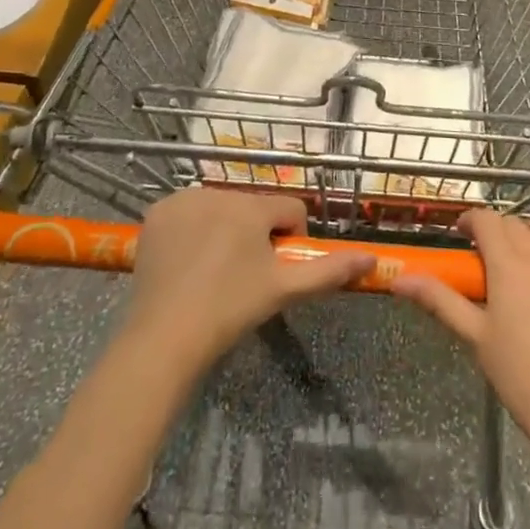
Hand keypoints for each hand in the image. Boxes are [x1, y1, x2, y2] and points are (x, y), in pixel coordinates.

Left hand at [124, 188, 373, 374]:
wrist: (164, 337)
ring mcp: (184, 200)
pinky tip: (186, 260)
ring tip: (212, 271)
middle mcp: (219, 191)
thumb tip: (371, 259)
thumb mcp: (284, 290)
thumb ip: (329, 270)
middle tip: (242, 275)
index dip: (290, 239)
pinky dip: (192, 228)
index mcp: (252, 206)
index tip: (274, 270)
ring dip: (224, 229)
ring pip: (221, 207)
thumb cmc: (230, 310)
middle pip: (253, 207)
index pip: (290, 209)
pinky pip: (188, 211)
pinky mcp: (158, 212)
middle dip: (255, 234)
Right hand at [393, 211, 529, 485]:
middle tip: (490, 262)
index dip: (471, 220)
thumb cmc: (520, 377)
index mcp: (508, 263)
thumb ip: (439, 299)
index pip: (486, 219)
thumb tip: (399, 279)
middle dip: (499, 233)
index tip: (462, 236)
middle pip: (515, 223)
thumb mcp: (474, 336)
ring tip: (528, 266)